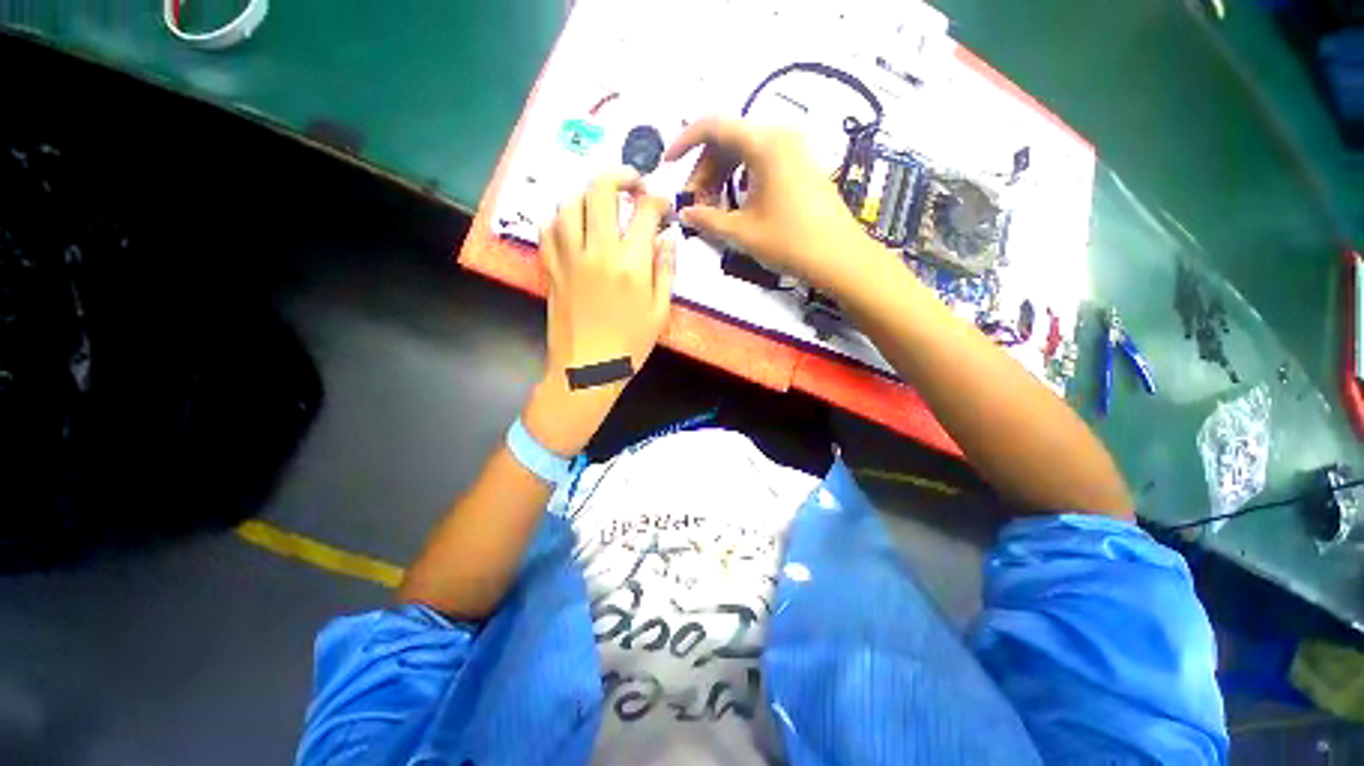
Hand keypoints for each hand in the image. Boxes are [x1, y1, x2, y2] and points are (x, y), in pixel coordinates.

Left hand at [524, 170, 675, 454]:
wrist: (587, 370)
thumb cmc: (630, 346)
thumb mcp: (660, 312)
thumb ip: (666, 271)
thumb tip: (668, 238)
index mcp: (631, 264)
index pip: (645, 212)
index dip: (658, 201)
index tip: (663, 208)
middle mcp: (597, 251)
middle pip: (601, 191)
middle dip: (621, 176)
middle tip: (633, 185)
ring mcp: (569, 258)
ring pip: (570, 203)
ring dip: (589, 195)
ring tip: (602, 204)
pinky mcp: (551, 269)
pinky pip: (548, 230)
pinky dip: (560, 218)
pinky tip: (573, 224)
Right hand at [664, 117, 886, 292]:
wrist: (840, 257)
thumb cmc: (790, 242)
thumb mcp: (742, 233)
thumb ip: (708, 219)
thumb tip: (684, 213)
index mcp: (763, 144)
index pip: (713, 125)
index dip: (684, 141)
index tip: (668, 164)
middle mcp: (779, 136)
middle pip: (728, 138)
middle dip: (704, 168)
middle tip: (694, 202)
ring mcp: (793, 149)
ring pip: (744, 150)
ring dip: (721, 174)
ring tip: (712, 207)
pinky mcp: (801, 165)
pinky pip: (761, 160)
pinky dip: (741, 177)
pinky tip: (736, 203)